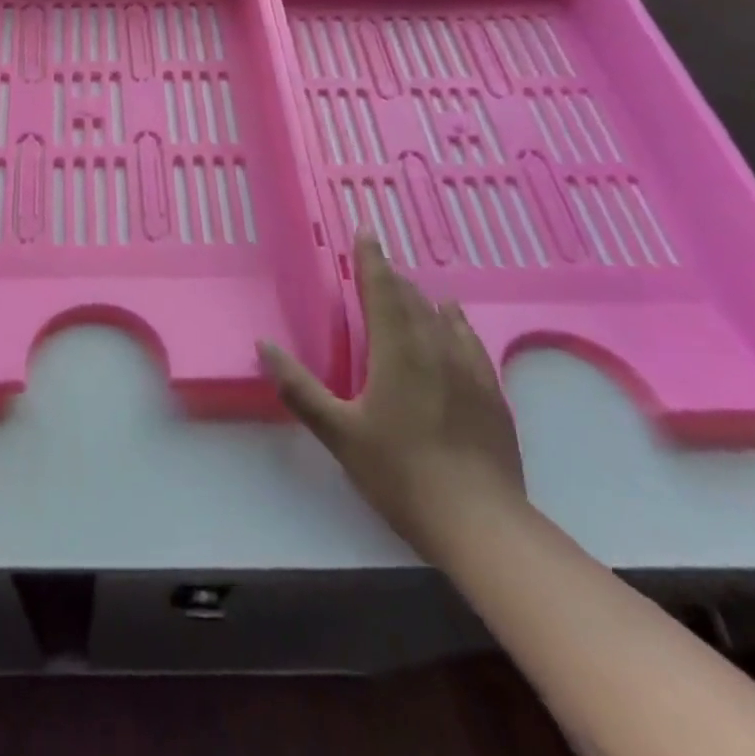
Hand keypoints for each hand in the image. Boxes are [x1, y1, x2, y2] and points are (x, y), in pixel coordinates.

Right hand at [259, 235, 524, 557]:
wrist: (481, 524)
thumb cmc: (400, 473)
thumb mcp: (338, 433)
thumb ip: (299, 388)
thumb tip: (264, 345)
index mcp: (397, 350)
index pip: (381, 289)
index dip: (370, 259)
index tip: (365, 231)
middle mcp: (435, 347)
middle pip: (411, 298)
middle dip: (390, 277)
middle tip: (374, 263)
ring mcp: (469, 369)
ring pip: (441, 316)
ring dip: (420, 297)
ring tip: (408, 288)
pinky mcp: (490, 392)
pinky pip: (468, 340)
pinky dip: (454, 322)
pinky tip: (453, 322)